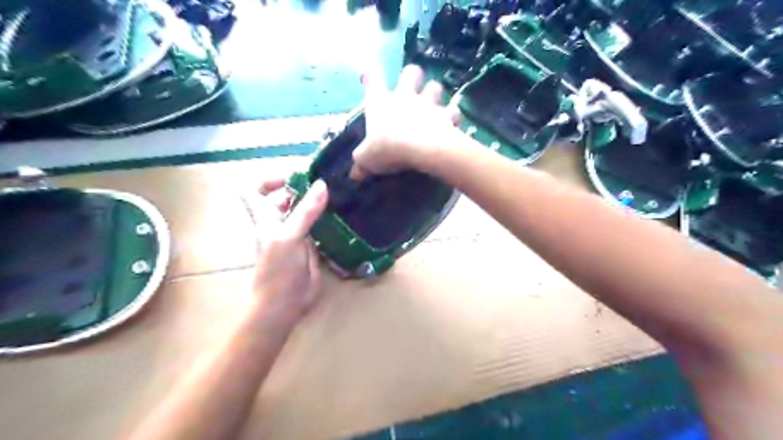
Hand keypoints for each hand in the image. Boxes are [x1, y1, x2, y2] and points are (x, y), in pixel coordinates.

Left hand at [242, 178, 327, 326]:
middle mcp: (280, 223)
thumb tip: (321, 184)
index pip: (257, 191)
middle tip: (328, 183)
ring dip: (318, 203)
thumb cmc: (278, 271)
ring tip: (340, 195)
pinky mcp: (311, 246)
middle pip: (287, 198)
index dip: (272, 180)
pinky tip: (343, 216)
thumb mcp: (290, 237)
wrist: (283, 305)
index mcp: (267, 217)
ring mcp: (296, 234)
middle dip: (304, 188)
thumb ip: (305, 211)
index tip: (296, 177)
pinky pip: (318, 226)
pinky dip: (328, 219)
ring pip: (305, 211)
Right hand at [350, 63, 462, 179]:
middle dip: (412, 75)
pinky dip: (453, 117)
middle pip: (411, 73)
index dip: (369, 75)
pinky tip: (452, 124)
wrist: (420, 149)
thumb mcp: (367, 159)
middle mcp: (405, 97)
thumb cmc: (387, 148)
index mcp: (381, 102)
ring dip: (434, 92)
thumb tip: (355, 174)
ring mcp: (428, 104)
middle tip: (412, 84)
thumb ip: (361, 164)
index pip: (372, 80)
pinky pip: (453, 111)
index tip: (367, 74)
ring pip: (435, 86)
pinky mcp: (446, 116)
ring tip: (434, 104)